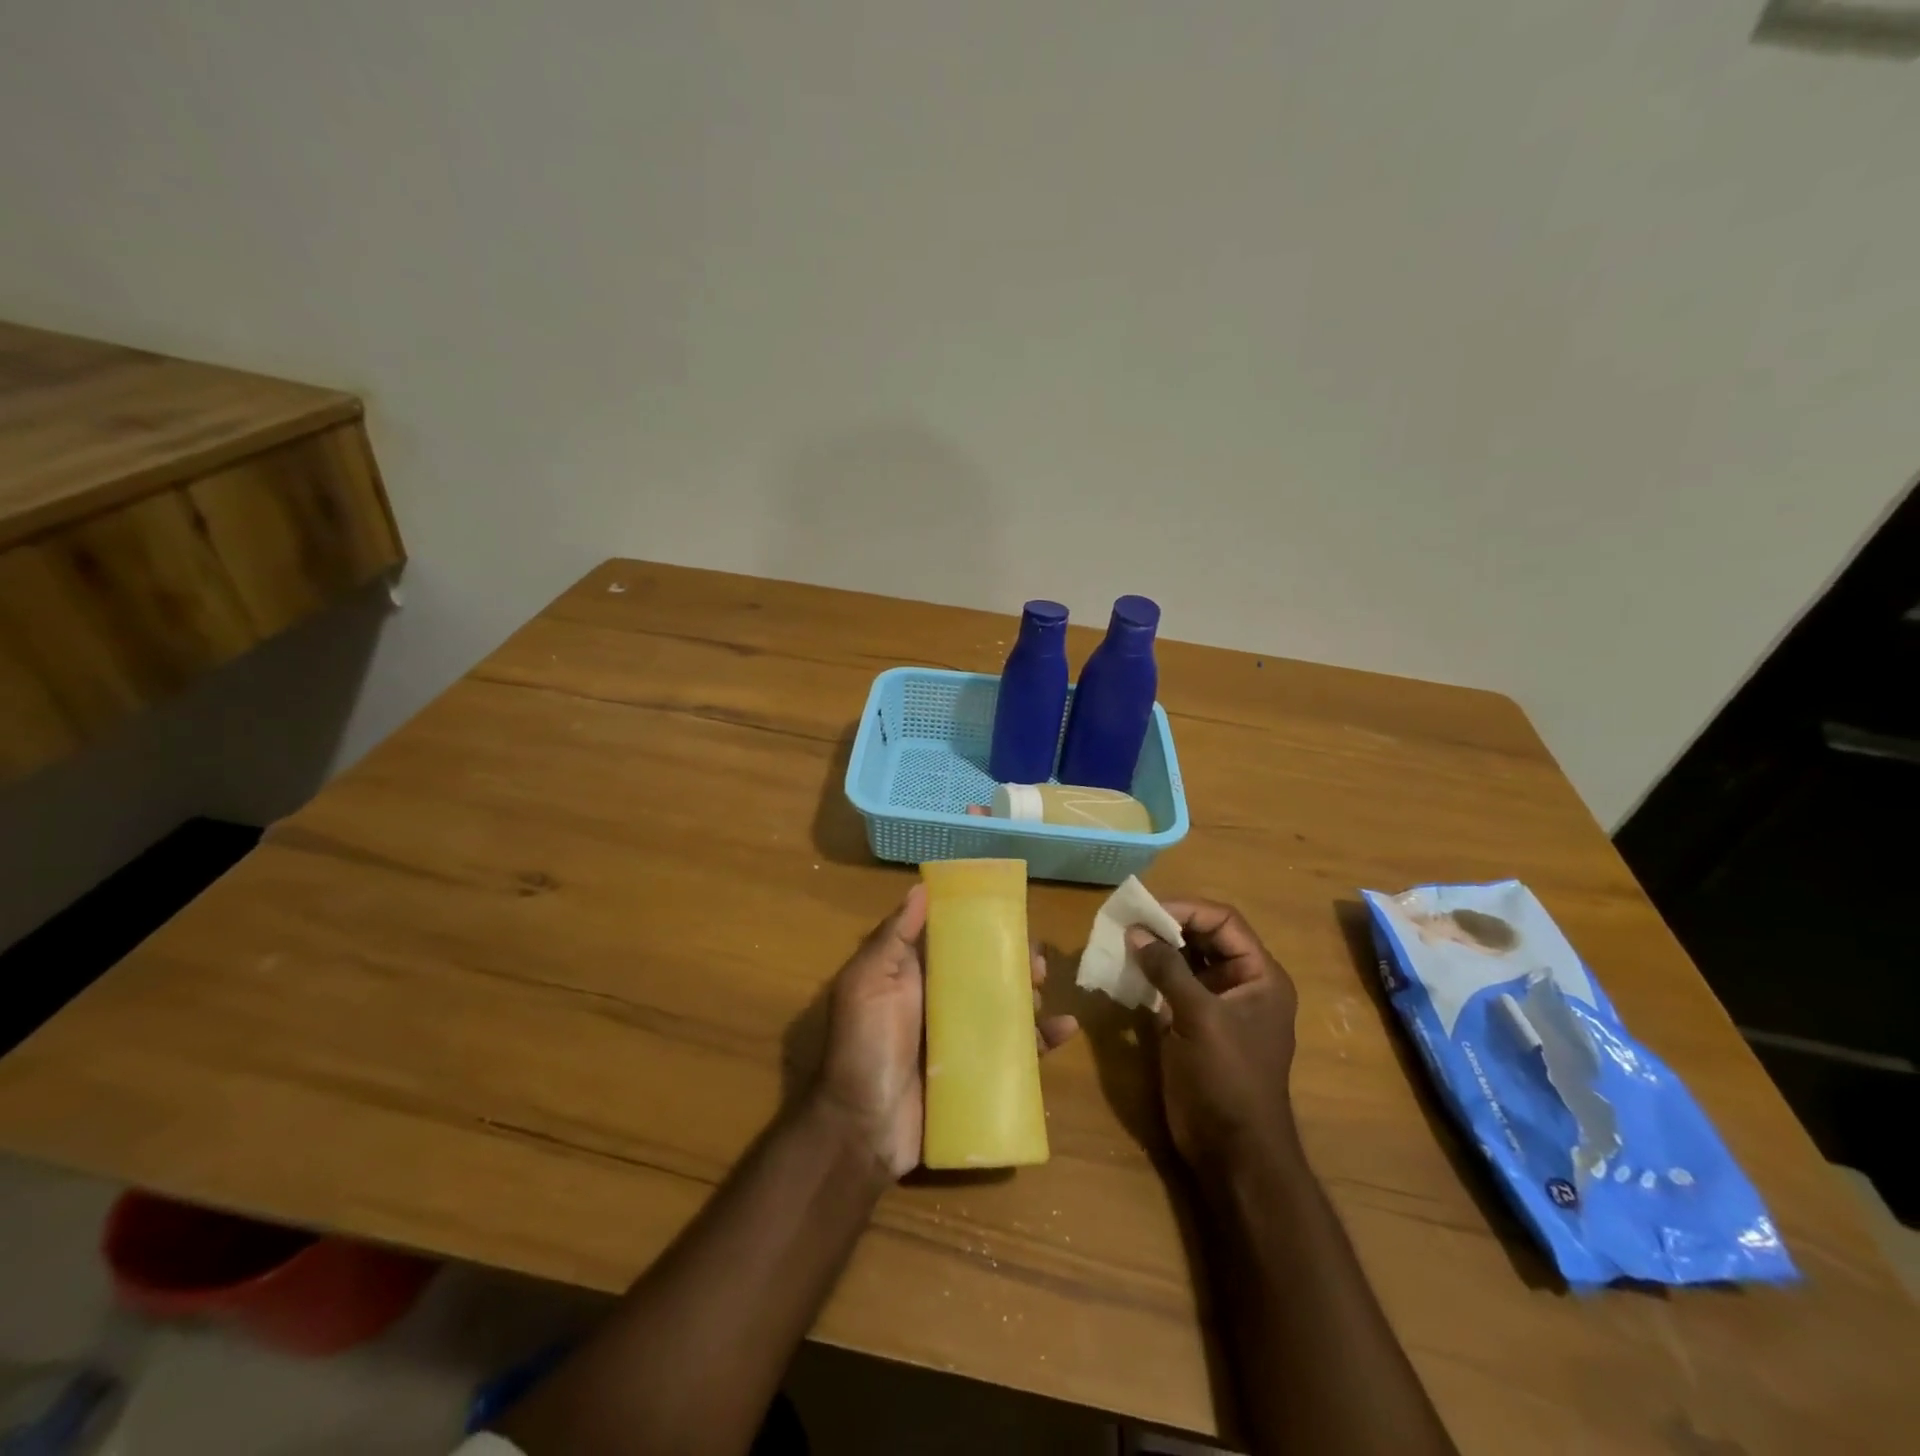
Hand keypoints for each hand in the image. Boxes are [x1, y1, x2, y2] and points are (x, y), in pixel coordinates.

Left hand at [814, 885, 1078, 1180]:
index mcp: (914, 978)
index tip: (1011, 916)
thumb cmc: (865, 1047)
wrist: (863, 1130)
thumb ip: (893, 938)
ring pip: (1006, 1008)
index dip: (981, 927)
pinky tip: (1065, 1028)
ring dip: (1030, 995)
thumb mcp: (868, 983)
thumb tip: (921, 888)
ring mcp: (962, 1040)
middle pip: (987, 973)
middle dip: (1014, 962)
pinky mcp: (980, 1074)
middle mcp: (941, 1004)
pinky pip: (1018, 1052)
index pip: (954, 942)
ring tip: (1041, 989)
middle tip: (1036, 962)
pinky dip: (1043, 1039)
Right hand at [1129, 901, 1299, 1179]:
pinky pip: (1170, 986)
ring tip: (1120, 940)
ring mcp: (1216, 1005)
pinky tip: (1124, 970)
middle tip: (1126, 920)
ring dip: (1155, 949)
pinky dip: (1149, 975)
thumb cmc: (1227, 1078)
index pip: (1223, 922)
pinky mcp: (1192, 1024)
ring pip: (1184, 960)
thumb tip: (1136, 931)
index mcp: (1259, 976)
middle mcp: (1240, 983)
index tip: (1146, 909)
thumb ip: (1168, 970)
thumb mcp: (1199, 1018)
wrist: (1232, 1151)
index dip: (1186, 909)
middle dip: (1167, 926)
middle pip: (1203, 937)